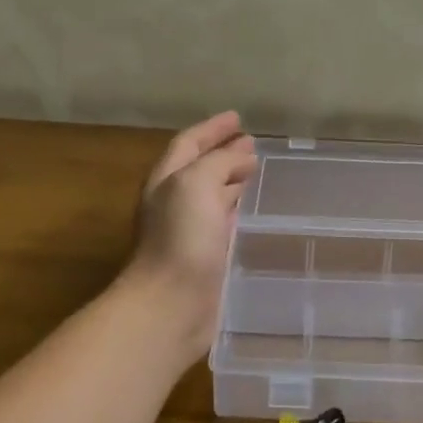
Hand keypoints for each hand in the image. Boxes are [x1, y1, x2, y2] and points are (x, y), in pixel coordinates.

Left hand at [121, 112, 257, 360]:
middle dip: (223, 153)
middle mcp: (173, 202)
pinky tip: (249, 211)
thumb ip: (219, 162)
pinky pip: (221, 223)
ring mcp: (187, 231)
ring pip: (211, 195)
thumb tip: (243, 155)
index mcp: (166, 179)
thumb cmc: (181, 238)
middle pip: (199, 168)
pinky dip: (235, 209)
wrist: (171, 305)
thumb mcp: (197, 184)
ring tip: (255, 171)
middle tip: (252, 144)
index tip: (238, 117)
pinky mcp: (203, 257)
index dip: (212, 128)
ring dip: (231, 180)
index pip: (189, 143)